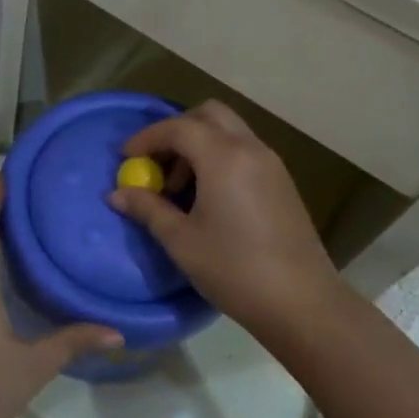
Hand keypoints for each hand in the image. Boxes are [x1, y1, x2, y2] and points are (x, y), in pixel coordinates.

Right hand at [108, 100, 342, 331]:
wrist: (302, 302)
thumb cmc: (234, 269)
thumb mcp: (181, 241)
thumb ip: (148, 209)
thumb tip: (116, 194)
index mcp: (223, 157)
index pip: (178, 127)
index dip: (147, 138)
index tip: (126, 160)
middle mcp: (250, 149)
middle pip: (208, 115)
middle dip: (176, 130)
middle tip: (156, 163)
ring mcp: (271, 163)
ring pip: (229, 131)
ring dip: (199, 144)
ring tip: (180, 188)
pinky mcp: (282, 182)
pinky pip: (244, 151)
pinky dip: (219, 157)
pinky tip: (208, 197)